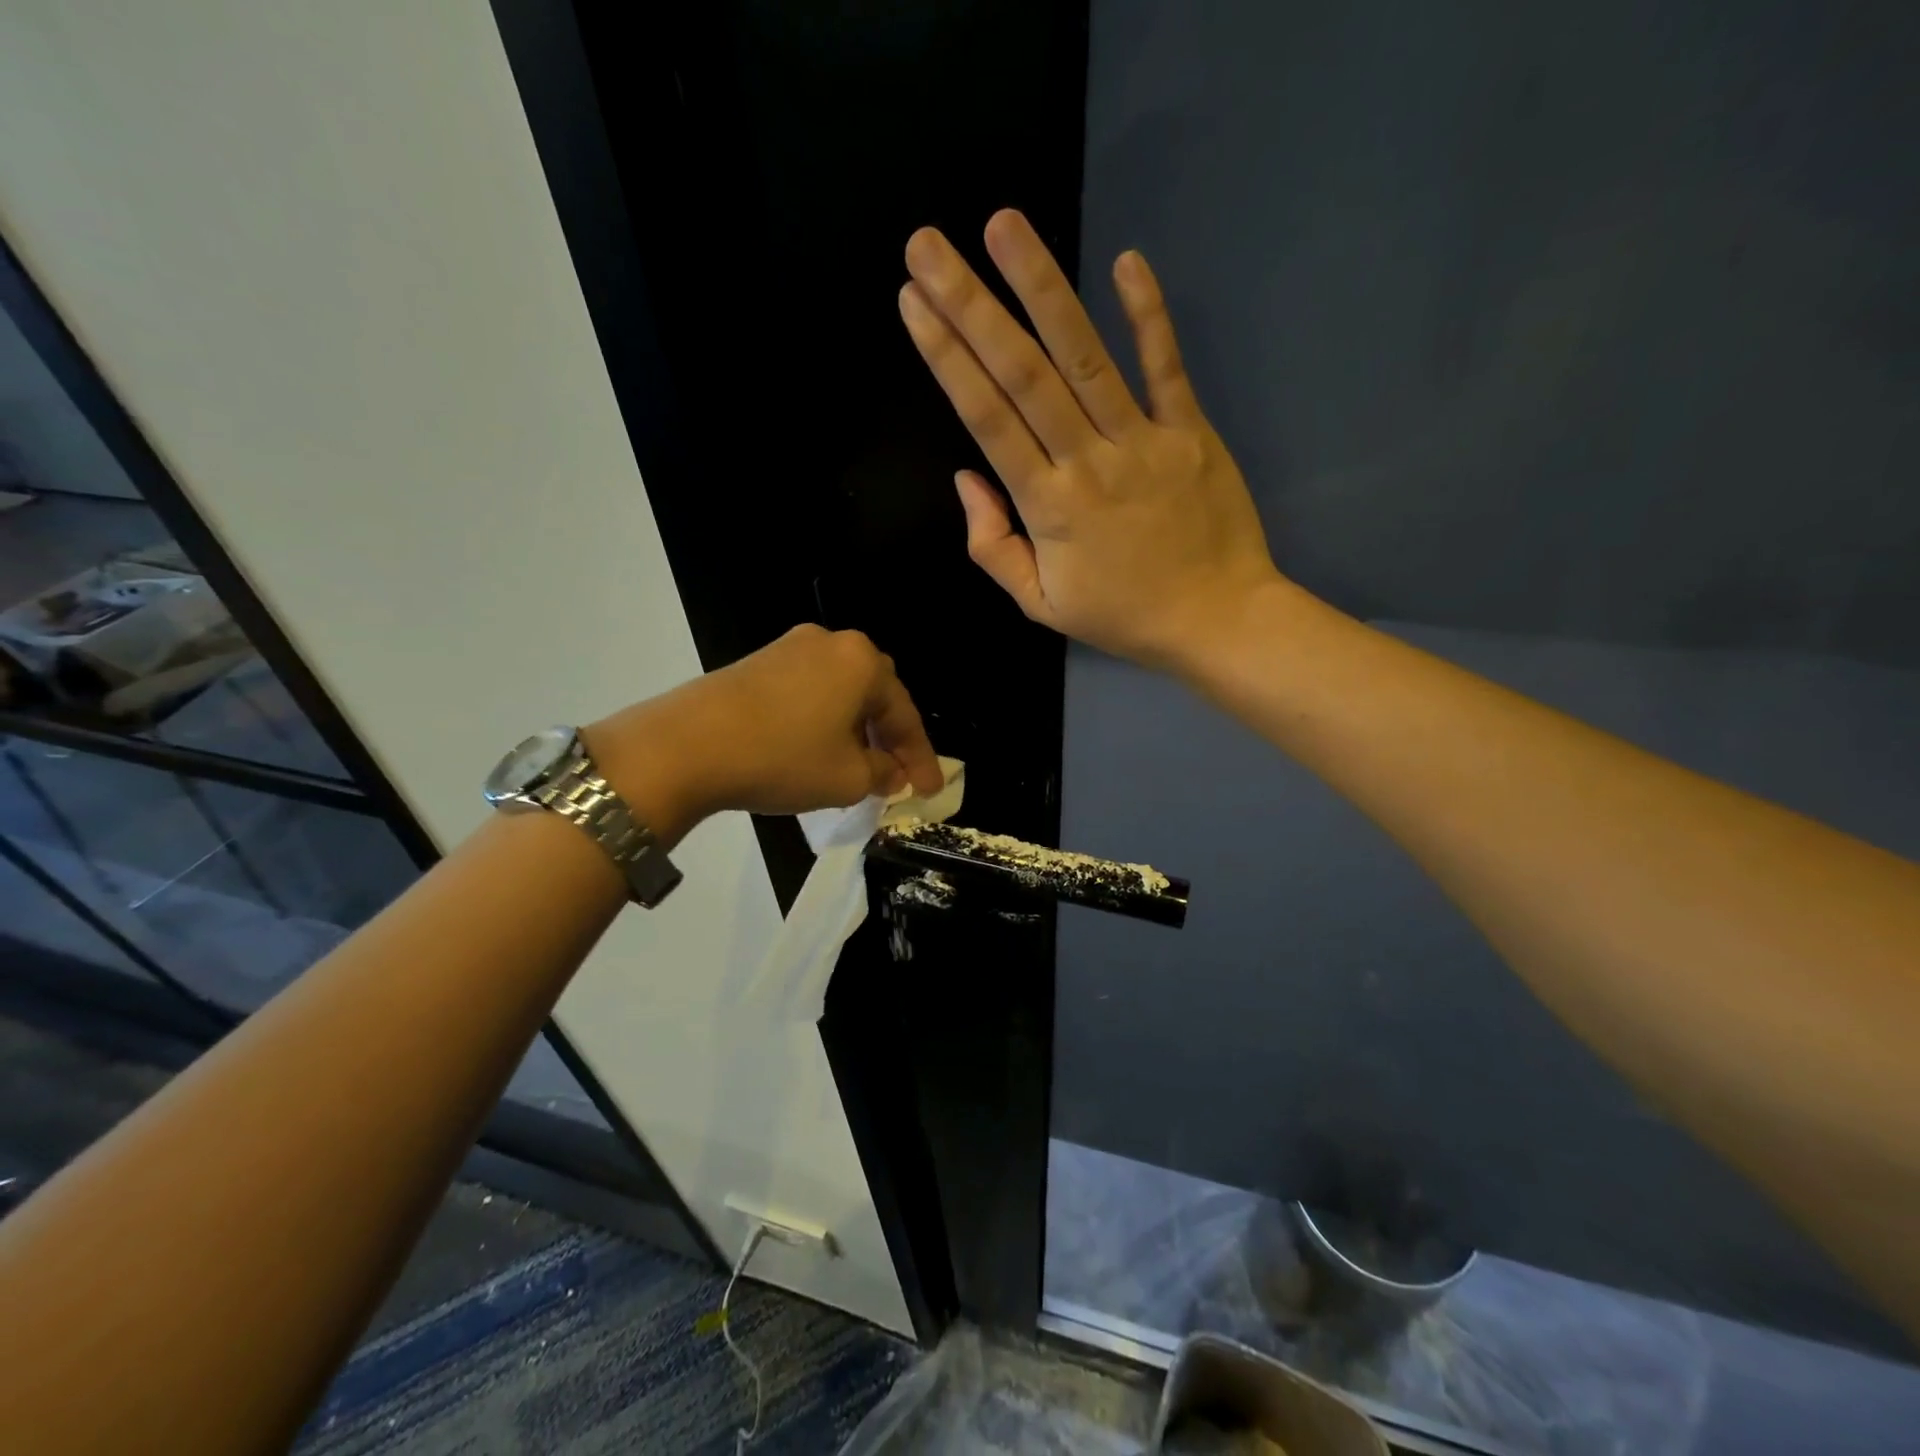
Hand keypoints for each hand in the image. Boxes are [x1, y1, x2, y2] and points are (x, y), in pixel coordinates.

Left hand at [584, 625, 942, 845]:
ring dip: (855, 728)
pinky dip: (823, 720)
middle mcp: (831, 643)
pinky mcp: (757, 662)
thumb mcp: (848, 778)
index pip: (905, 714)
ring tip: (859, 766)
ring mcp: (789, 648)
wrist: (685, 745)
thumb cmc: (782, 758)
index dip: (921, 757)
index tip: (930, 791)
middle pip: (875, 694)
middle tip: (897, 773)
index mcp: (862, 663)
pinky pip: (809, 691)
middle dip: (889, 736)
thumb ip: (883, 773)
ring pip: (840, 692)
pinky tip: (818, 748)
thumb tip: (888, 771)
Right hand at [897, 210, 1284, 671]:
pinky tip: (1126, 261)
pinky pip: (1167, 367)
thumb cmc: (1122, 616)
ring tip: (1003, 225)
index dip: (948, 359)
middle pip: (1024, 375)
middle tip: (928, 246)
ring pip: (1086, 358)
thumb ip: (994, 547)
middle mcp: (1088, 463)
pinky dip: (1149, 315)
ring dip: (1042, 288)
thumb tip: (967, 479)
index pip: (988, 420)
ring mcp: (1143, 442)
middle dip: (972, 307)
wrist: (1216, 622)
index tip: (913, 304)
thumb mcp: (1040, 604)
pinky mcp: (1190, 432)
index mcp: (1048, 508)